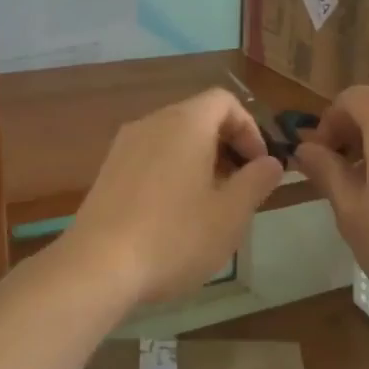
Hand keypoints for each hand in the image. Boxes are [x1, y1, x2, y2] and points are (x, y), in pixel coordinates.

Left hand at [66, 88, 283, 305]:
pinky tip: (174, 215)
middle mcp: (152, 123)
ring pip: (173, 138)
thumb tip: (271, 162)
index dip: (250, 128)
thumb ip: (257, 181)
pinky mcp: (108, 171)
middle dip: (227, 146)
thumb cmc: (174, 237)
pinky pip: (151, 157)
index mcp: (186, 123)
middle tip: (240, 188)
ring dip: (200, 161)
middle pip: (198, 117)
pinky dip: (172, 171)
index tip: (258, 166)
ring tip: (210, 204)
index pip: (225, 101)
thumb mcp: (230, 215)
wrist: (97, 267)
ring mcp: (124, 146)